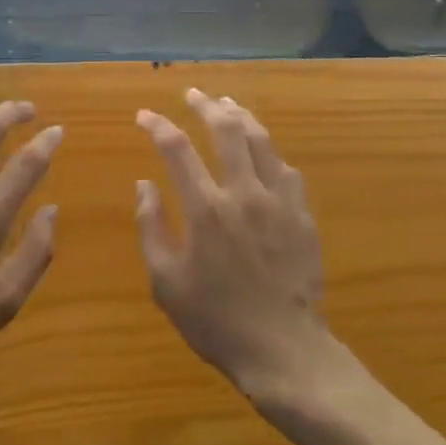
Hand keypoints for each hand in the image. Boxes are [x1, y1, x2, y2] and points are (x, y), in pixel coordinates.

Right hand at [135, 89, 333, 403]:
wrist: (283, 349)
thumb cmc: (216, 320)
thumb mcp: (166, 282)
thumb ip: (151, 227)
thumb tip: (144, 184)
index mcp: (206, 209)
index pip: (177, 149)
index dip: (158, 126)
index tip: (144, 116)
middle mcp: (243, 192)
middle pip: (225, 129)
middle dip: (205, 105)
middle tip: (192, 94)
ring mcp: (278, 200)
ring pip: (260, 140)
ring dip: (240, 116)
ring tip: (226, 104)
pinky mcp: (301, 213)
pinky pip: (286, 168)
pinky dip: (269, 152)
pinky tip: (263, 151)